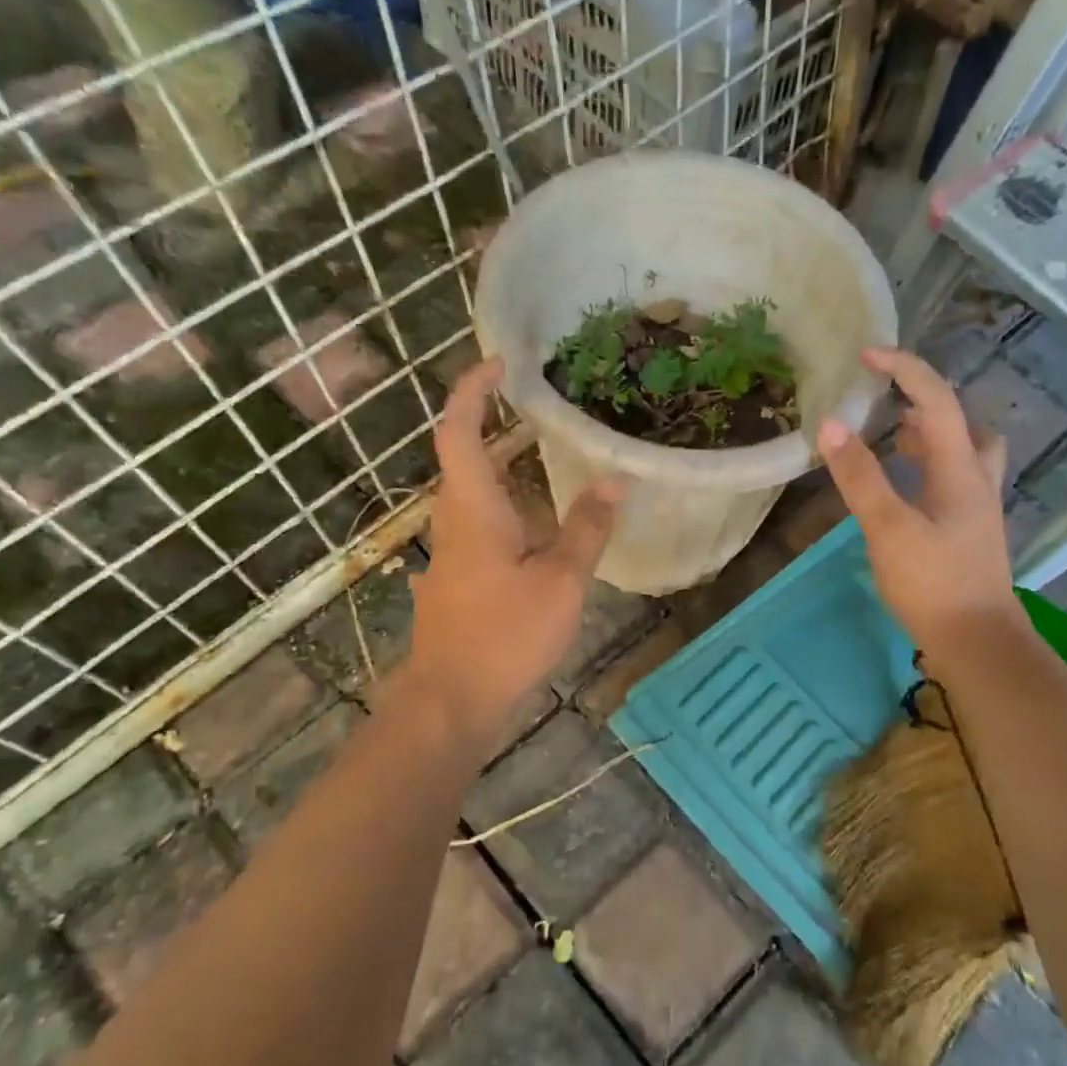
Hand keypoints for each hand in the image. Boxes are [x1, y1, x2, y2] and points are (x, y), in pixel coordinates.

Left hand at [405, 357, 623, 737]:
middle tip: (542, 408)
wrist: (451, 702)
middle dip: (494, 423)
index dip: (472, 390)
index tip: (500, 363)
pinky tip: (542, 526)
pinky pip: (482, 525)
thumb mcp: (561, 581)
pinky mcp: (458, 578)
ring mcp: (452, 552)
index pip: (458, 430)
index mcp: (473, 508)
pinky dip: (509, 506)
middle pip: (464, 457)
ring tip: (552, 458)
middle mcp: (453, 521)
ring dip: (506, 468)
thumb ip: (588, 528)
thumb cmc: (504, 636)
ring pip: (475, 494)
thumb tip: (616, 480)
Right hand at [818, 347, 1021, 659]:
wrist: (977, 641)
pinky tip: (901, 487)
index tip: (867, 356)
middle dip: (925, 403)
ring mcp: (974, 508)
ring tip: (889, 437)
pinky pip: (949, 481)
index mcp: (960, 470)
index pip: (937, 401)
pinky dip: (925, 469)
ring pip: (960, 454)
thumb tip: (831, 424)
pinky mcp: (966, 532)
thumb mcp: (889, 528)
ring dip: (929, 436)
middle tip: (885, 403)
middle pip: (962, 423)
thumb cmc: (933, 583)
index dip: (905, 370)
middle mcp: (975, 480)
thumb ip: (860, 477)